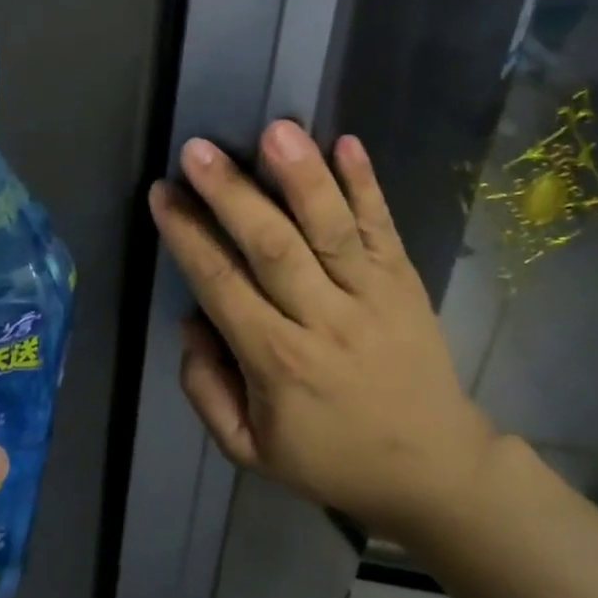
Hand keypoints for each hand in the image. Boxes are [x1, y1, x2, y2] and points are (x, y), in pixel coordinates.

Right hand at [147, 122, 494, 541]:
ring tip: (276, 130)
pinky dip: (367, 185)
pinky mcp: (405, 282)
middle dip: (232, 195)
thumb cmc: (333, 457)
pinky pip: (384, 228)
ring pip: (331, 229)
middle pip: (272, 247)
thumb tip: (191, 321)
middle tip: (197, 150)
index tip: (162, 194)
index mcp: (278, 363)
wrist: (435, 468)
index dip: (188, 237)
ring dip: (302, 177)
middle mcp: (324, 320)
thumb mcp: (250, 450)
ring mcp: (372, 296)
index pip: (223, 286)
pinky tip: (347, 142)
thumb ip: (206, 390)